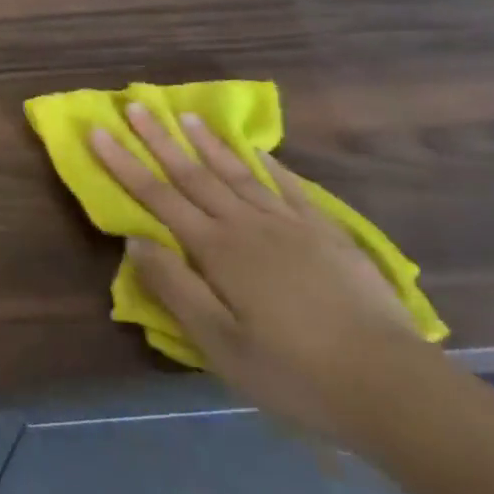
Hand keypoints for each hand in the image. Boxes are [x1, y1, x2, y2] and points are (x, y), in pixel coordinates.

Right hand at [90, 104, 430, 443]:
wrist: (395, 388)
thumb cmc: (295, 373)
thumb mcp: (220, 344)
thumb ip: (174, 287)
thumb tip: (134, 240)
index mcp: (216, 250)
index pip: (157, 196)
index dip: (122, 163)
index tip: (97, 131)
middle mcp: (247, 226)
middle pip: (193, 174)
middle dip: (159, 139)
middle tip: (135, 105)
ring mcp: (291, 226)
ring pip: (238, 174)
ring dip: (208, 143)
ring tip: (185, 115)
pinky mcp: (328, 236)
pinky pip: (291, 189)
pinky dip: (268, 166)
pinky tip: (258, 152)